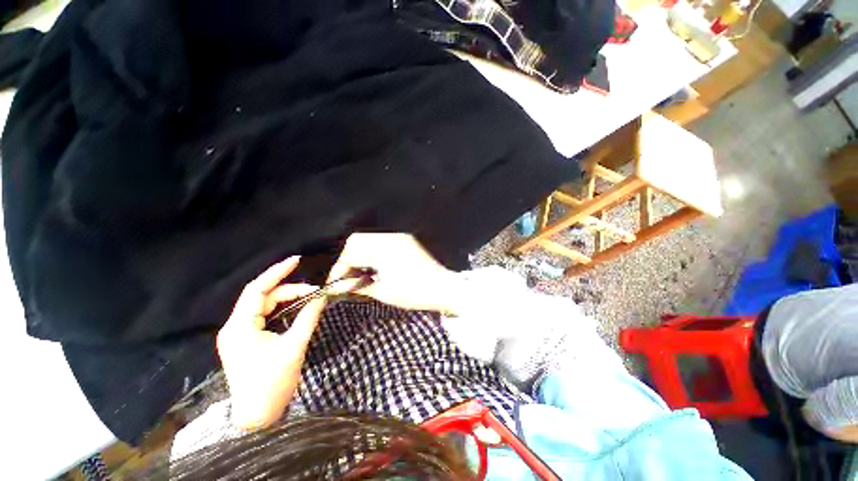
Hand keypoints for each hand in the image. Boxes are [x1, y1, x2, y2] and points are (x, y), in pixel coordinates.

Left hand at [216, 257, 324, 430]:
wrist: (257, 417)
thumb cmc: (272, 384)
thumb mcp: (294, 347)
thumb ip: (308, 318)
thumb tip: (321, 297)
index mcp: (240, 327)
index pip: (257, 289)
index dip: (277, 272)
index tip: (297, 260)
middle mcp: (234, 326)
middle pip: (262, 297)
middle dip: (289, 290)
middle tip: (315, 291)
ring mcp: (238, 334)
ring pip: (264, 306)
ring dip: (287, 300)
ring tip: (309, 298)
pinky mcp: (245, 340)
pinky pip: (263, 316)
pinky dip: (281, 309)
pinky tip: (295, 309)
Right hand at [327, 233, 463, 312]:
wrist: (443, 287)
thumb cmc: (414, 292)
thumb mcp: (383, 291)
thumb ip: (358, 286)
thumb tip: (338, 287)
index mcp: (383, 248)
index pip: (351, 254)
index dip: (339, 270)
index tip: (333, 285)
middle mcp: (389, 237)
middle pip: (357, 241)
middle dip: (348, 259)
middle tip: (346, 278)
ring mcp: (398, 237)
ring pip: (369, 239)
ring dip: (359, 255)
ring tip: (358, 274)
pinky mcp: (405, 241)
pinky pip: (381, 241)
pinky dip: (372, 252)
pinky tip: (373, 267)